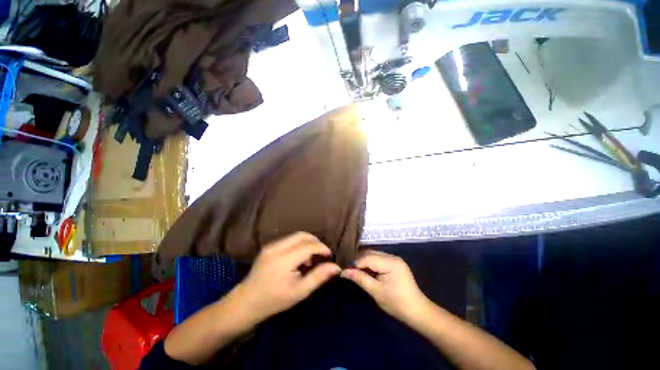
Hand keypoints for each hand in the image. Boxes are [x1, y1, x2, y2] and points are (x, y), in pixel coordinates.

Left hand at [233, 232, 340, 322]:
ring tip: (310, 258)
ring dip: (307, 243)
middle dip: (316, 242)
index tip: (329, 256)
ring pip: (296, 236)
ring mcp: (271, 245)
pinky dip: (299, 244)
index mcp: (284, 259)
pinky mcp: (269, 246)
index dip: (322, 248)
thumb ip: (318, 277)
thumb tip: (336, 267)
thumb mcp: (300, 291)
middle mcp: (277, 247)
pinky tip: (299, 258)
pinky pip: (289, 240)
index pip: (308, 245)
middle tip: (322, 255)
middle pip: (302, 235)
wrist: (246, 302)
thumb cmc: (274, 300)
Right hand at [341, 250, 429, 322]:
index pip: (367, 258)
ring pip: (374, 255)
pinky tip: (367, 271)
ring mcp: (395, 259)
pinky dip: (372, 264)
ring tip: (356, 271)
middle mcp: (393, 256)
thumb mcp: (376, 291)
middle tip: (350, 271)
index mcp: (390, 262)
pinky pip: (379, 259)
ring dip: (365, 262)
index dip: (355, 264)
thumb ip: (360, 279)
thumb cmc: (396, 303)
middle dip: (359, 261)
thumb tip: (344, 272)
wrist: (417, 312)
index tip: (345, 271)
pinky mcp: (395, 263)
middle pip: (371, 254)